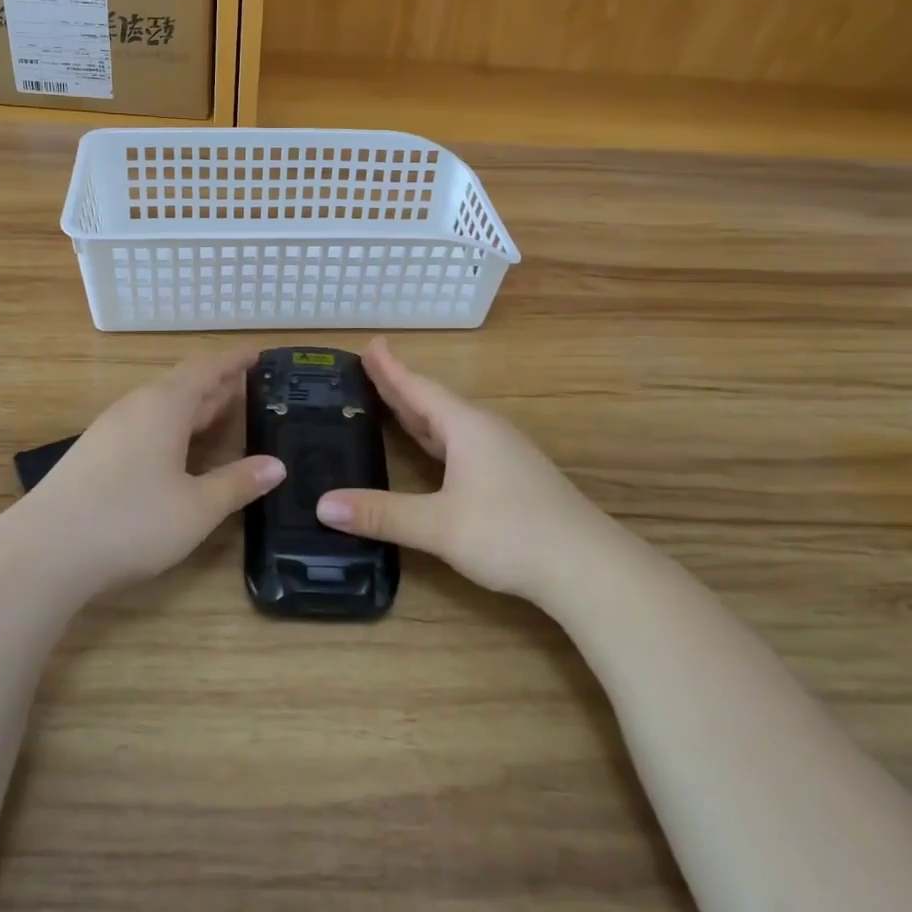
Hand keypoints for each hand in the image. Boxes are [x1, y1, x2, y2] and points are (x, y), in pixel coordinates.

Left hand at [29, 349, 284, 594]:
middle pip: (184, 384)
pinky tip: (177, 449)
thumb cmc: (130, 521)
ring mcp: (111, 428)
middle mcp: (137, 406)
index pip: (207, 370)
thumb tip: (277, 466)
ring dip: (193, 407)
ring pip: (162, 405)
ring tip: (220, 414)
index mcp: (164, 406)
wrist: (44, 551)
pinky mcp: (95, 452)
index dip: (234, 361)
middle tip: (249, 387)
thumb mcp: (196, 508)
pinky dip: (172, 426)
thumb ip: (237, 483)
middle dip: (217, 384)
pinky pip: (145, 423)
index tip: (258, 354)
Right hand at [315, 338, 600, 601]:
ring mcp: (503, 454)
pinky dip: (436, 437)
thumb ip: (382, 514)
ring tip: (391, 403)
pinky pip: (462, 443)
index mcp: (466, 427)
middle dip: (400, 385)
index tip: (370, 344)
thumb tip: (322, 505)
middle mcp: (484, 431)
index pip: (418, 388)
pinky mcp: (513, 477)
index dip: (391, 368)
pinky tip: (433, 452)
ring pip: (450, 423)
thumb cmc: (511, 533)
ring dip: (419, 412)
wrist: (588, 567)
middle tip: (370, 367)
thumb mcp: (439, 525)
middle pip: (433, 401)